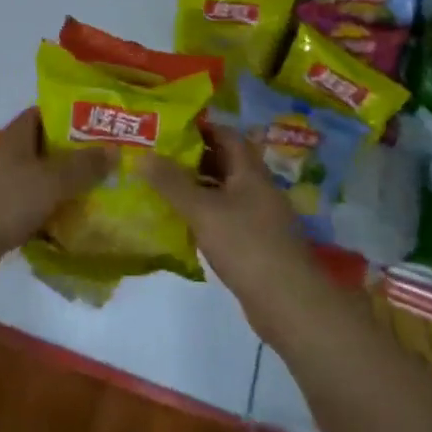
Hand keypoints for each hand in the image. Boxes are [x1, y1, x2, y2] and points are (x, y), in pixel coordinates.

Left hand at [0, 107, 112, 267]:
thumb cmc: (5, 201)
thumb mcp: (51, 181)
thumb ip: (83, 166)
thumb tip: (114, 151)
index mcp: (16, 135)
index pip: (45, 113)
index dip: (72, 116)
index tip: (101, 126)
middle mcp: (6, 154)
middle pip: (45, 147)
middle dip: (74, 154)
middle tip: (107, 163)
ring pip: (38, 177)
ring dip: (62, 185)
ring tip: (97, 192)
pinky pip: (29, 203)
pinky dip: (48, 209)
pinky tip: (70, 221)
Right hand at [139, 126, 328, 338]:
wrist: (288, 302)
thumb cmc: (246, 244)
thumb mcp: (203, 210)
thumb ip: (172, 183)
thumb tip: (142, 156)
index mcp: (250, 171)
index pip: (226, 135)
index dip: (199, 128)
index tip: (169, 130)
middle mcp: (257, 188)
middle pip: (225, 162)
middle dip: (193, 158)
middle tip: (158, 158)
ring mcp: (259, 217)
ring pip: (224, 192)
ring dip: (198, 188)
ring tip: (163, 188)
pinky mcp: (256, 243)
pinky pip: (227, 217)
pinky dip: (206, 215)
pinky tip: (183, 223)